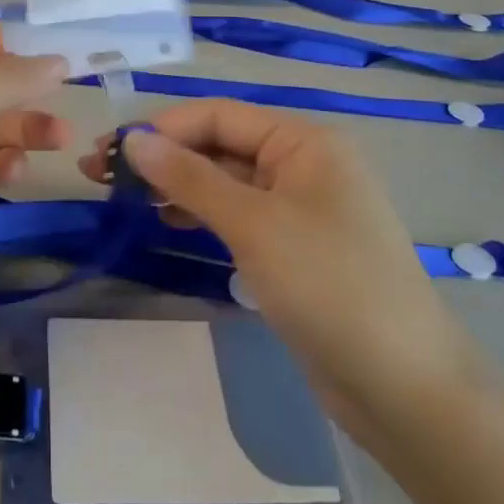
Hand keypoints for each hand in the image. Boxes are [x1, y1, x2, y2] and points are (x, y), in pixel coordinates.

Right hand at [82, 101, 479, 425]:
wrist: (404, 387)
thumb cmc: (329, 285)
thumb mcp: (253, 224)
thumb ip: (190, 178)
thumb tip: (133, 139)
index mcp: (302, 142)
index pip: (218, 116)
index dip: (162, 128)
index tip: (108, 150)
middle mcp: (302, 164)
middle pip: (220, 145)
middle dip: (163, 157)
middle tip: (100, 176)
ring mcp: (299, 208)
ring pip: (226, 182)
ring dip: (177, 186)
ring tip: (123, 200)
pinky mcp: (293, 249)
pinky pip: (239, 216)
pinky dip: (202, 215)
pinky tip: (167, 222)